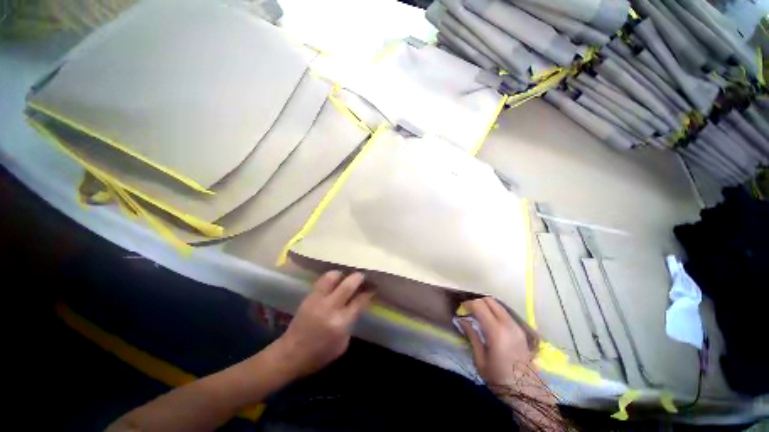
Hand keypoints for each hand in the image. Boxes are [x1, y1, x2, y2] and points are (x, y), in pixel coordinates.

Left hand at [272, 271, 374, 377]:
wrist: (290, 354)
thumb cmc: (319, 355)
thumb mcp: (342, 344)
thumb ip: (351, 322)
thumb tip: (357, 305)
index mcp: (341, 323)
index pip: (360, 301)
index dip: (369, 292)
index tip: (374, 286)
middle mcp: (330, 308)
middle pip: (349, 284)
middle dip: (359, 277)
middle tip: (363, 276)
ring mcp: (317, 300)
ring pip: (333, 277)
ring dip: (343, 274)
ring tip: (347, 276)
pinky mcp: (309, 296)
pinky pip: (322, 280)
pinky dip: (331, 276)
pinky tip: (335, 279)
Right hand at [458, 297, 534, 387]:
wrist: (526, 393)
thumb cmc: (498, 379)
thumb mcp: (480, 359)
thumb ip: (471, 335)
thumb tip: (461, 320)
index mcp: (496, 331)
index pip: (479, 305)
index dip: (467, 304)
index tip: (461, 310)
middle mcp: (508, 324)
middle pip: (489, 300)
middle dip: (476, 302)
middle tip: (468, 312)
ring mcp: (516, 326)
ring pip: (498, 304)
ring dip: (486, 306)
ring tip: (478, 316)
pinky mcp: (521, 330)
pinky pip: (504, 312)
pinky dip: (494, 311)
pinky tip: (489, 322)